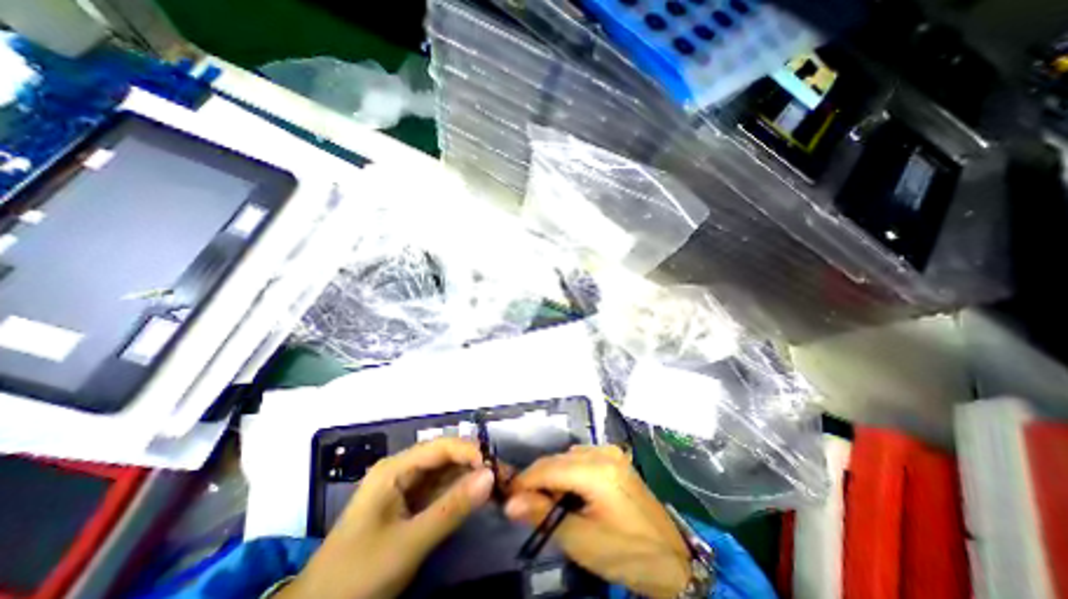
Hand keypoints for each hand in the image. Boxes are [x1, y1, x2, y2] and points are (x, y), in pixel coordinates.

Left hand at [280, 436, 495, 598]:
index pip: (440, 447)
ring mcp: (406, 489)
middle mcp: (403, 471)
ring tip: (498, 487)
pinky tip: (479, 498)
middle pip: (445, 458)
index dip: (469, 451)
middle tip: (504, 478)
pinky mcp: (410, 506)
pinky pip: (441, 492)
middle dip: (474, 464)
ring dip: (471, 479)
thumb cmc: (357, 575)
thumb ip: (452, 508)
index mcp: (395, 469)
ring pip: (446, 474)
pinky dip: (460, 495)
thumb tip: (491, 476)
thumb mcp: (408, 543)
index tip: (495, 468)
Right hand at [505, 444, 693, 598]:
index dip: (524, 481)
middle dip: (539, 481)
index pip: (548, 467)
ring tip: (552, 505)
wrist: (671, 559)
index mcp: (597, 469)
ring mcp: (611, 452)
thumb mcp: (581, 540)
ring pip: (568, 457)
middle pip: (557, 459)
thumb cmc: (626, 552)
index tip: (508, 497)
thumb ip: (544, 515)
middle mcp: (603, 452)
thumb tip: (510, 502)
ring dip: (554, 477)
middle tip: (527, 507)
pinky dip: (569, 473)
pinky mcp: (615, 458)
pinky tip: (572, 494)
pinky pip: (582, 458)